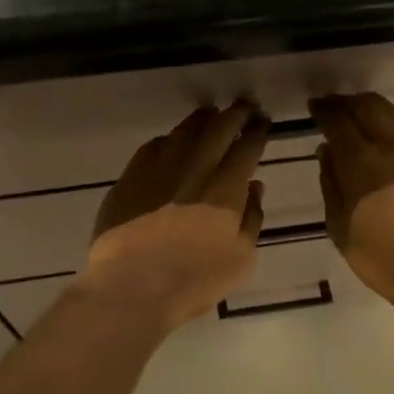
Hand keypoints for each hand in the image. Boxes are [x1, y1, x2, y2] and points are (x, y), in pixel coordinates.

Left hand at [78, 104, 270, 332]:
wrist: (132, 287)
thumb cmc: (194, 280)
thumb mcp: (241, 259)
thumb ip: (251, 218)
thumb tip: (254, 187)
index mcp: (225, 189)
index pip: (246, 148)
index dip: (257, 132)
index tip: (263, 122)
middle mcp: (194, 169)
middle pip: (217, 129)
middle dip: (234, 114)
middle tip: (244, 106)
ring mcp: (158, 170)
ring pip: (183, 132)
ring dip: (201, 120)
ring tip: (210, 115)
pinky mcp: (130, 178)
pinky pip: (152, 147)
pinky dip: (168, 140)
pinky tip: (171, 142)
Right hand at [312, 93, 393, 306]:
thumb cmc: (380, 256)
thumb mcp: (339, 225)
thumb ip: (331, 183)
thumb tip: (326, 151)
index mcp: (362, 161)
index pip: (339, 121)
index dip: (324, 110)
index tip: (314, 106)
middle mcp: (392, 145)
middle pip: (368, 106)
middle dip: (347, 101)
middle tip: (333, 105)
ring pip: (393, 112)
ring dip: (372, 107)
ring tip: (359, 113)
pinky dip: (393, 120)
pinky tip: (387, 131)